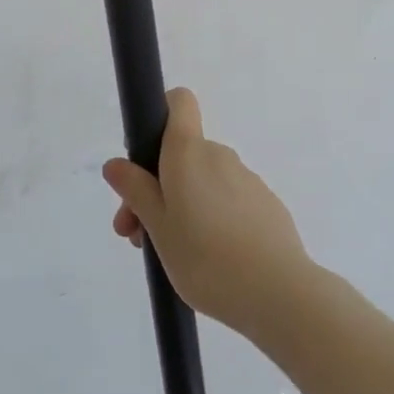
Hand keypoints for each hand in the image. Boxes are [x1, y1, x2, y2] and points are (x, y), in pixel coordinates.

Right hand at [102, 88, 316, 337]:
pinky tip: (210, 260)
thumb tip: (116, 163)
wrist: (277, 290)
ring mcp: (245, 178)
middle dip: (155, 187)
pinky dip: (210, 218)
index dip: (159, 115)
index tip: (143, 157)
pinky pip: (226, 199)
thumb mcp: (158, 227)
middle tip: (138, 236)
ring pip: (202, 181)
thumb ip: (136, 191)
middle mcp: (219, 154)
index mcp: (189, 151)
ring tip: (170, 257)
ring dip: (180, 207)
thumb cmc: (205, 256)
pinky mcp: (264, 203)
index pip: (178, 102)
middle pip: (180, 154)